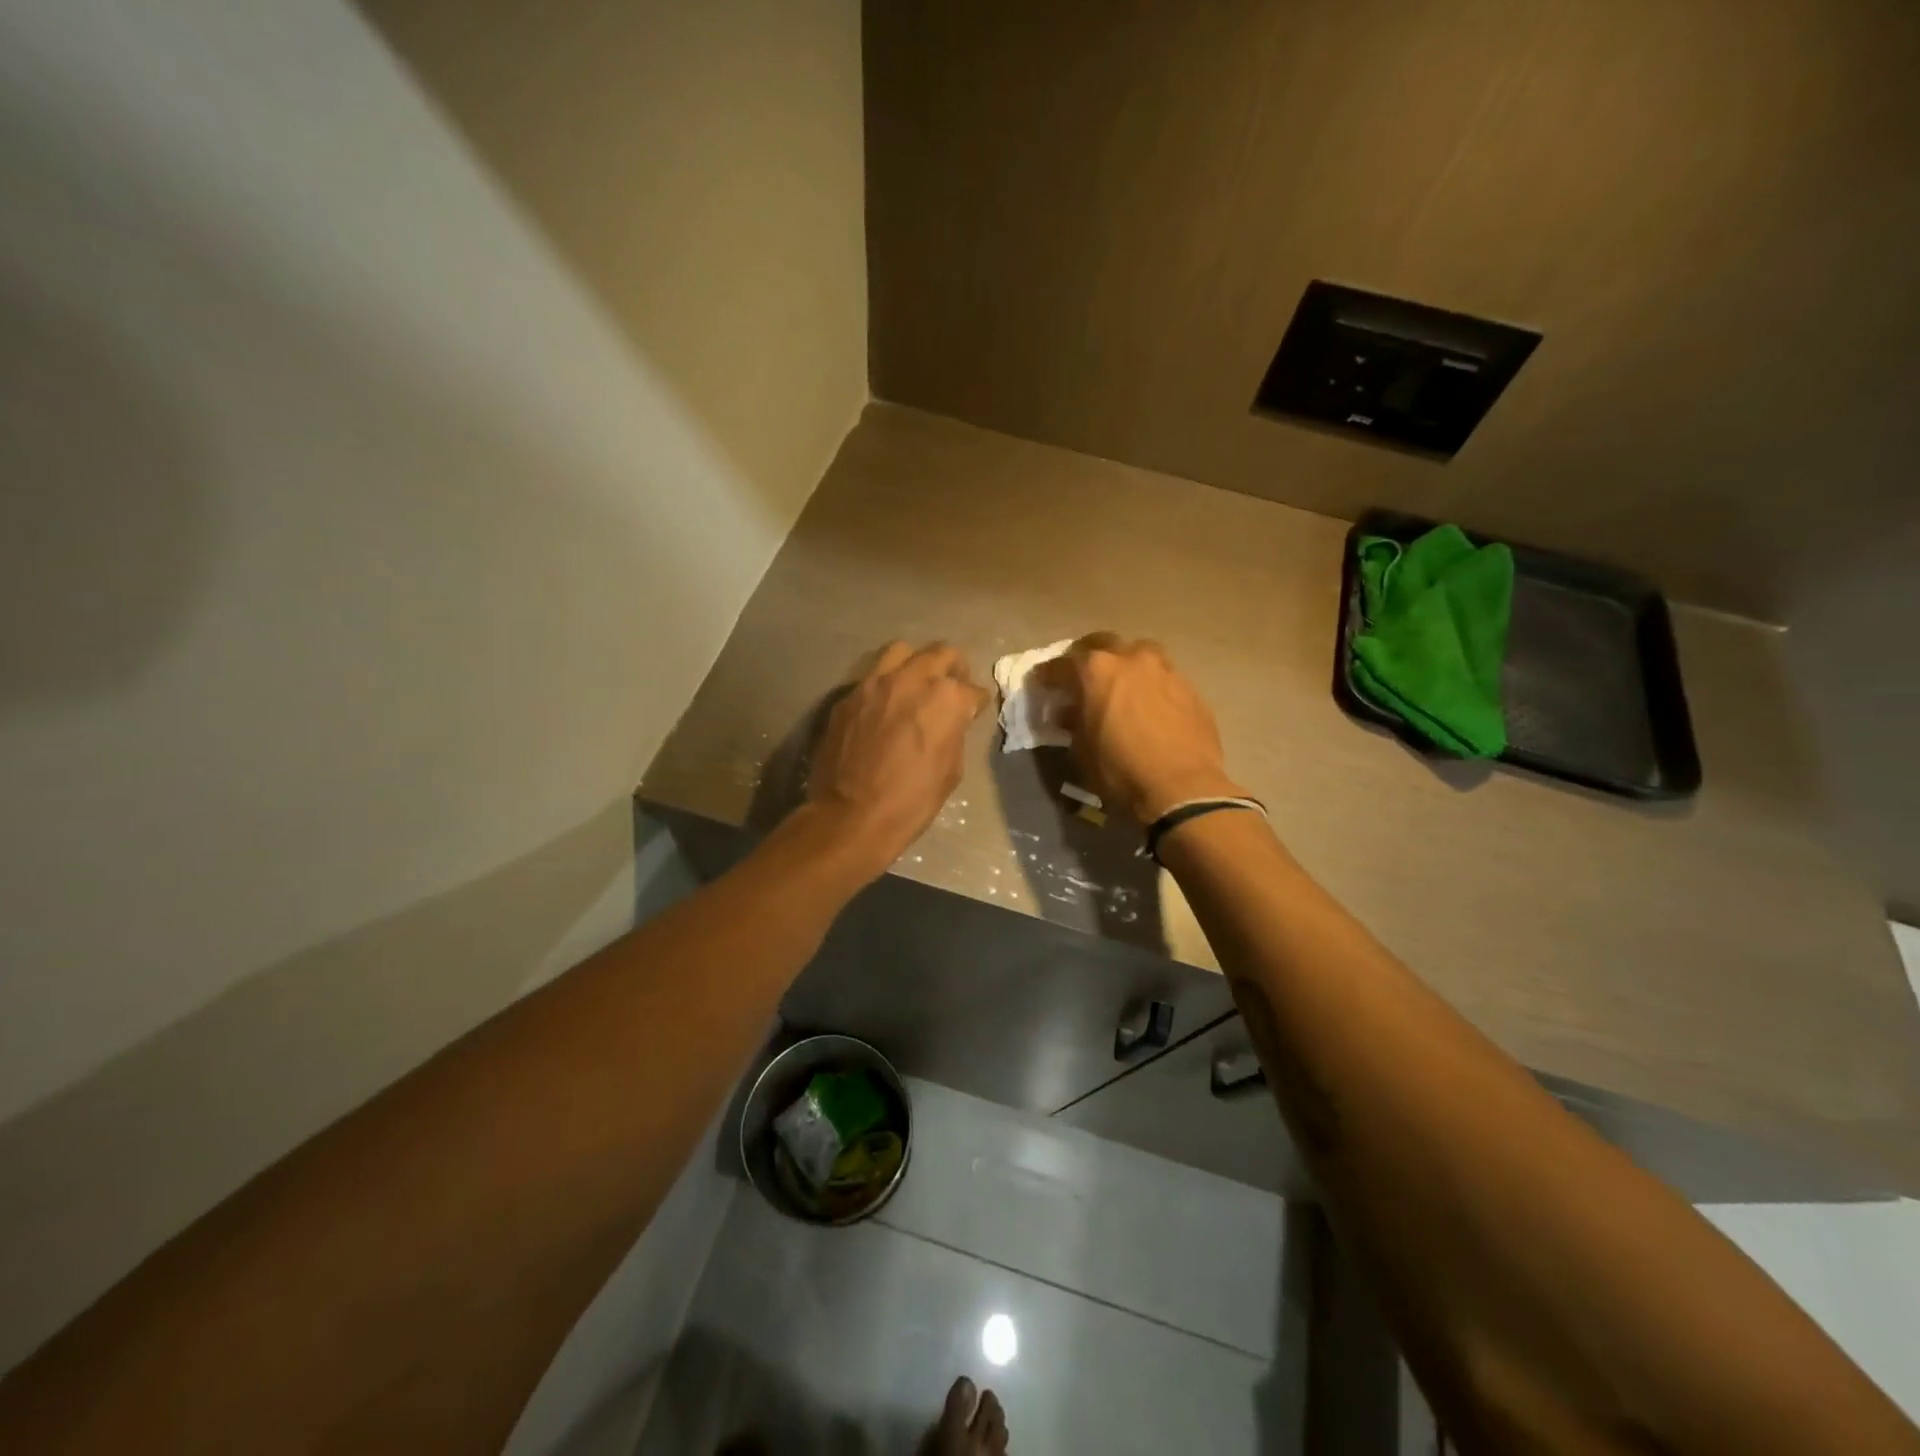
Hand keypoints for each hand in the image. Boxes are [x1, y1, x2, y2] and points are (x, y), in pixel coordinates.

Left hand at [803, 641, 988, 874]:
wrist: (852, 816)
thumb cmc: (912, 801)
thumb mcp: (951, 770)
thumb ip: (955, 732)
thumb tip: (952, 720)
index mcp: (946, 698)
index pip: (972, 690)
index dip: (976, 703)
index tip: (974, 711)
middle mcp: (912, 679)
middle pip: (941, 654)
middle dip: (952, 669)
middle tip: (952, 686)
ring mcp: (875, 683)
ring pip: (902, 652)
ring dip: (915, 664)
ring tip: (915, 684)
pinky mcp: (848, 697)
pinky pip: (872, 678)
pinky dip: (885, 686)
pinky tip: (883, 707)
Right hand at [1046, 633, 1246, 822]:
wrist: (1181, 788)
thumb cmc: (1120, 770)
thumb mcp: (1081, 750)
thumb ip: (1072, 722)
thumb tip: (1069, 712)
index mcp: (1096, 670)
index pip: (1061, 664)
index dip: (1046, 675)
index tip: (1040, 683)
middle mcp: (1131, 658)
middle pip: (1101, 644)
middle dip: (1086, 656)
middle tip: (1079, 676)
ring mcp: (1164, 669)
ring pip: (1138, 652)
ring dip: (1123, 663)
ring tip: (1119, 684)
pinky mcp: (1189, 687)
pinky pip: (1162, 676)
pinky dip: (1149, 684)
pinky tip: (1147, 704)